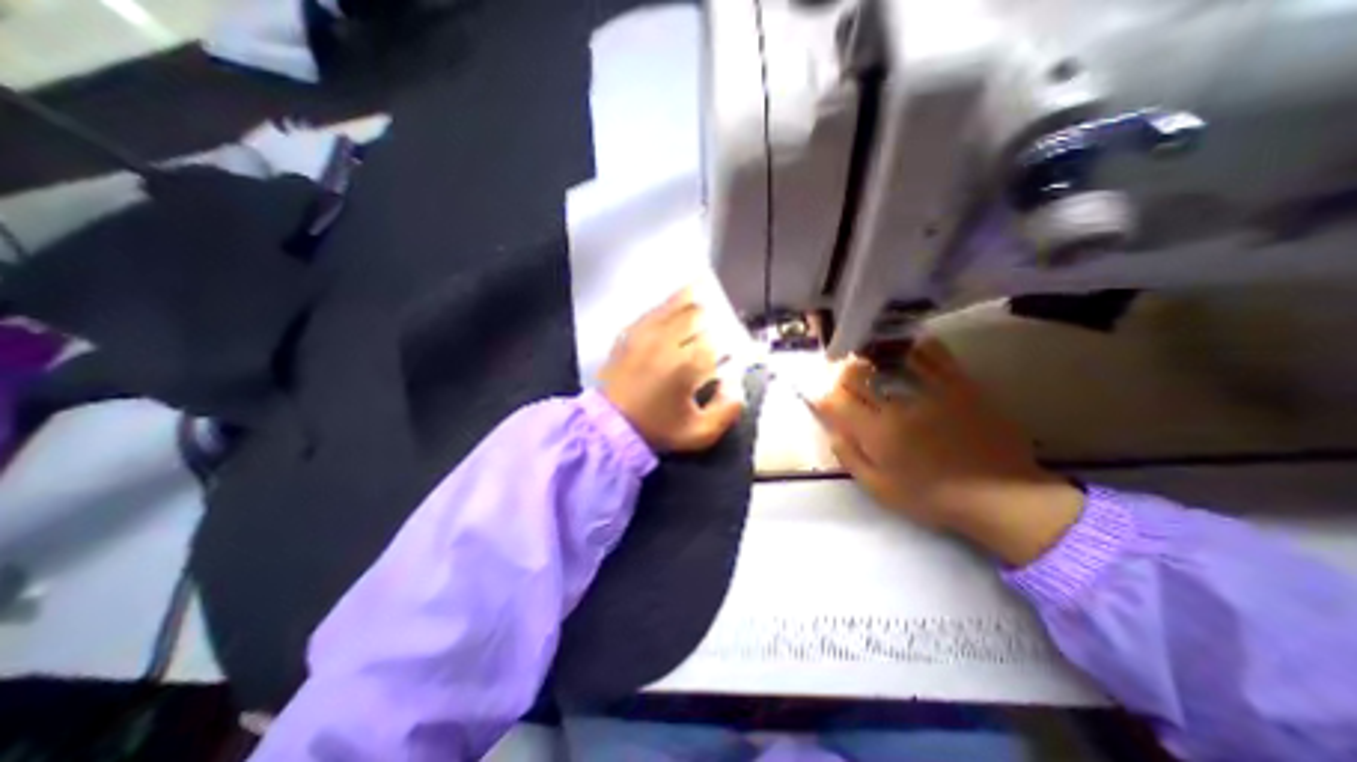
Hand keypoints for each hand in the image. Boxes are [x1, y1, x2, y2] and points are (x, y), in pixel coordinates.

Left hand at [604, 286, 747, 452]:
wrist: (608, 425)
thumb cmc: (655, 429)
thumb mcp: (699, 433)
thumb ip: (727, 411)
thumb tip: (736, 384)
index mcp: (685, 364)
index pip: (717, 337)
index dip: (730, 342)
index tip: (732, 352)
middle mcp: (666, 340)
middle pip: (699, 311)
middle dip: (714, 318)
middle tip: (720, 328)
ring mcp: (645, 332)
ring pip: (677, 302)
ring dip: (695, 303)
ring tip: (706, 305)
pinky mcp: (631, 332)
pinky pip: (656, 308)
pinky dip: (672, 305)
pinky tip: (679, 309)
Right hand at [810, 336, 1088, 566]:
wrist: (1001, 496)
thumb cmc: (933, 498)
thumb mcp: (881, 490)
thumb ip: (851, 458)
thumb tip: (833, 432)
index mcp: (877, 433)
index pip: (836, 401)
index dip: (825, 396)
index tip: (827, 399)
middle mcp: (898, 406)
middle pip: (857, 376)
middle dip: (844, 374)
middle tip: (846, 378)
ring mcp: (930, 391)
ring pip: (889, 359)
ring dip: (872, 357)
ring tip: (871, 360)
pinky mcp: (959, 385)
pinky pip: (934, 355)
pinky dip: (916, 348)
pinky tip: (910, 351)